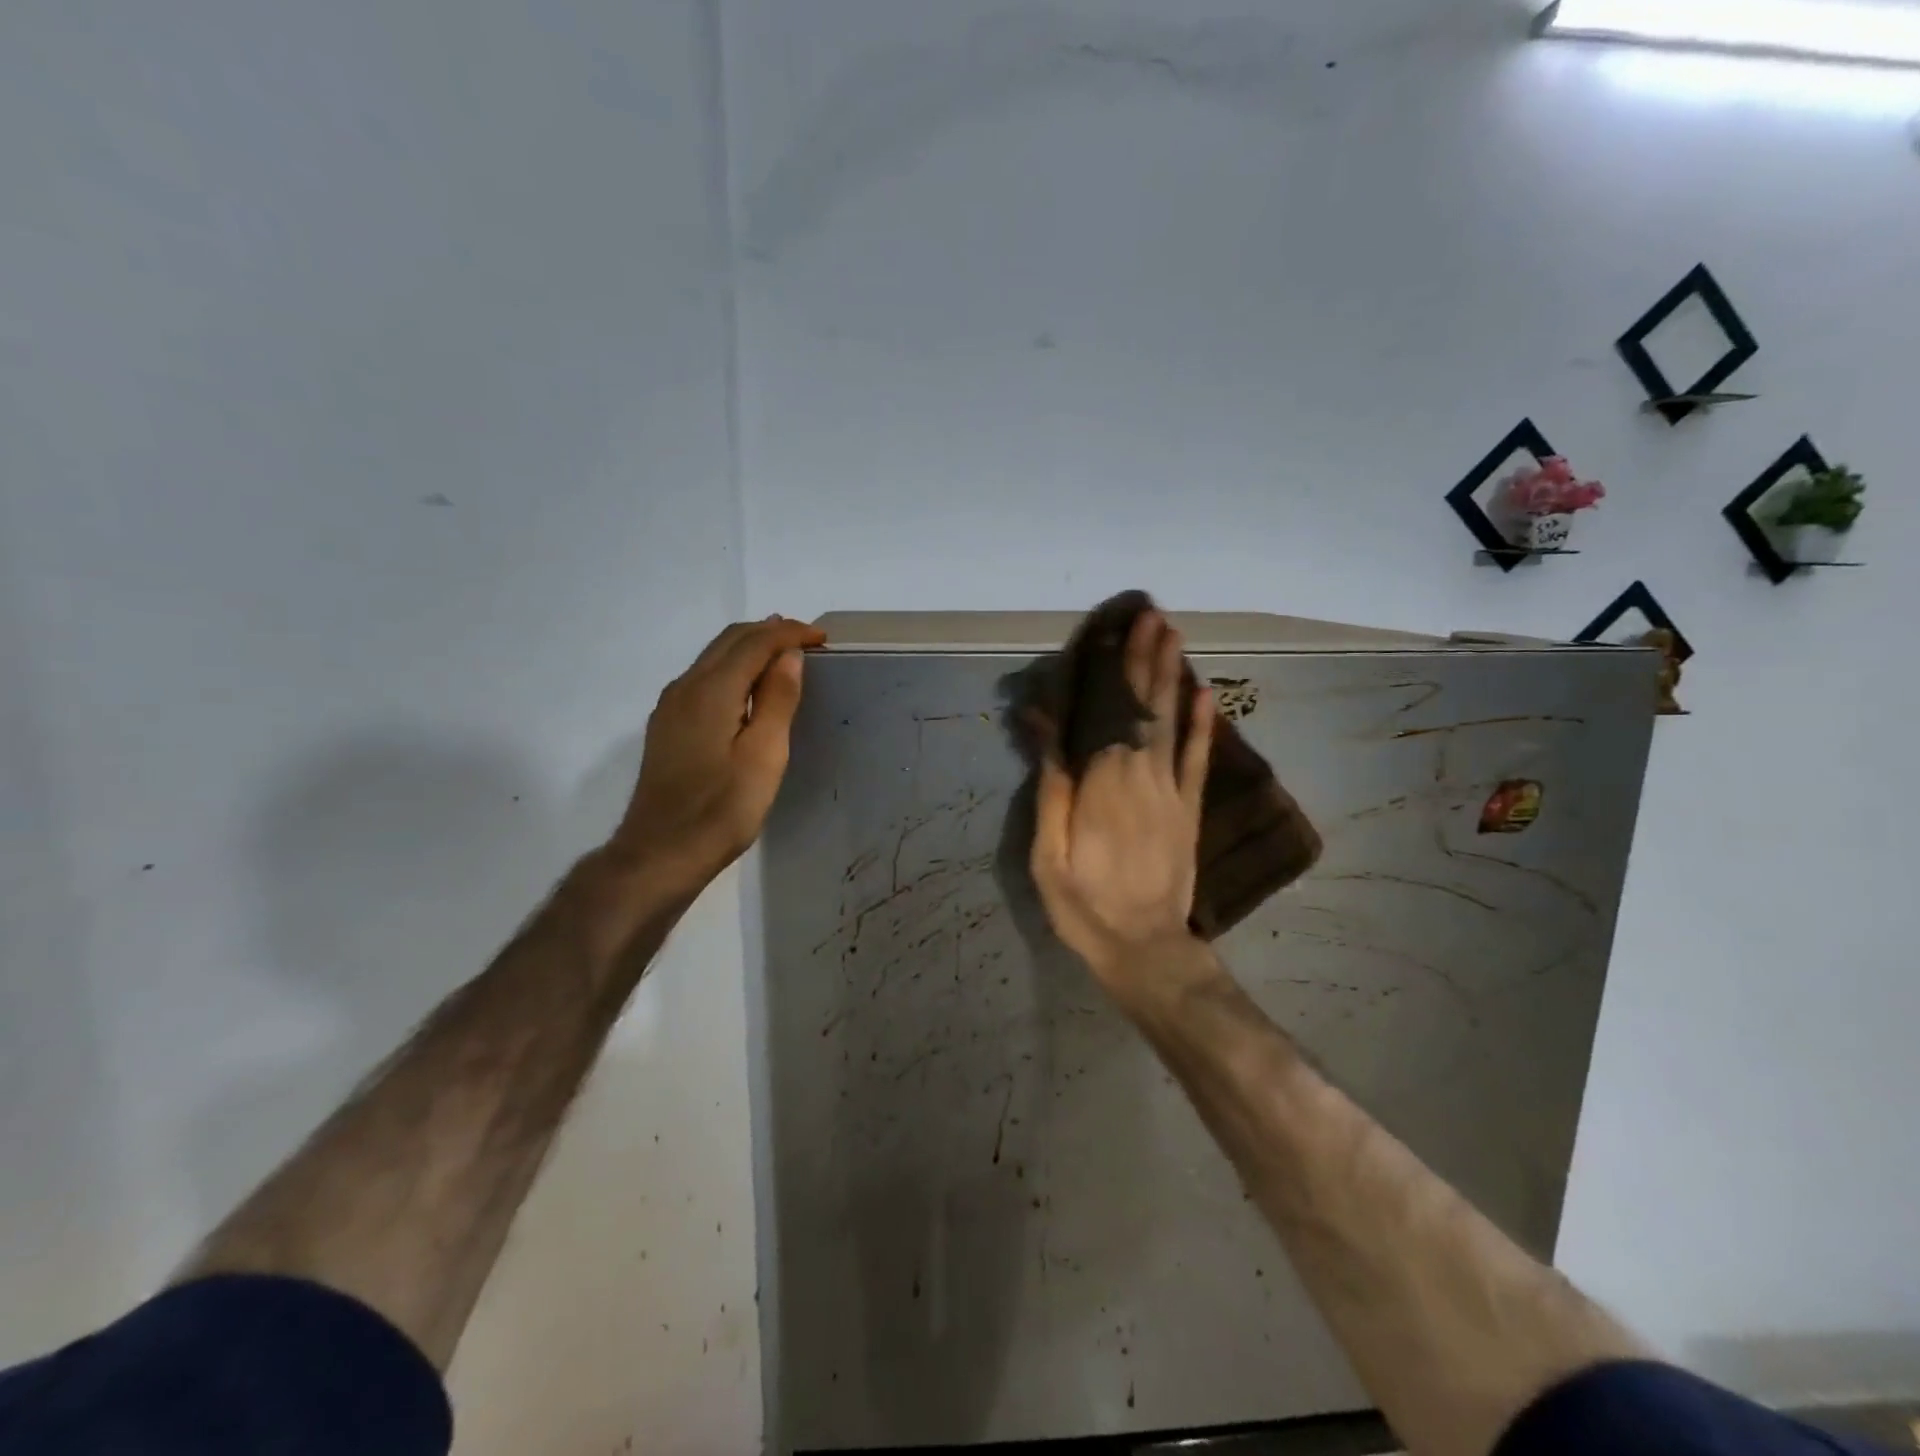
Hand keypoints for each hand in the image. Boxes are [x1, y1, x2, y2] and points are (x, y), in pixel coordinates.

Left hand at [609, 615, 826, 896]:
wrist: (660, 853)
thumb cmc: (722, 809)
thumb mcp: (764, 756)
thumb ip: (777, 700)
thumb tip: (789, 655)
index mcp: (711, 690)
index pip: (754, 642)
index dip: (790, 633)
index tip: (822, 638)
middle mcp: (685, 687)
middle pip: (729, 640)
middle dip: (770, 632)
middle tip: (807, 640)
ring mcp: (671, 706)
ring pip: (714, 656)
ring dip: (750, 647)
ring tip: (784, 655)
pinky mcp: (667, 725)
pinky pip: (704, 677)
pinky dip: (733, 667)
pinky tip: (749, 686)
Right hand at [1031, 610, 1214, 985]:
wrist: (1145, 948)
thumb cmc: (1085, 905)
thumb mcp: (1049, 856)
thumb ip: (1052, 789)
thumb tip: (1047, 731)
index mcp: (1104, 782)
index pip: (1109, 711)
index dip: (1115, 668)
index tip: (1121, 629)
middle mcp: (1142, 774)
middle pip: (1144, 705)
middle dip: (1146, 658)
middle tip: (1153, 614)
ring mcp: (1171, 791)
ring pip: (1171, 721)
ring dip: (1172, 676)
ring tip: (1174, 636)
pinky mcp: (1189, 809)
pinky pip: (1198, 758)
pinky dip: (1203, 724)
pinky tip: (1206, 693)